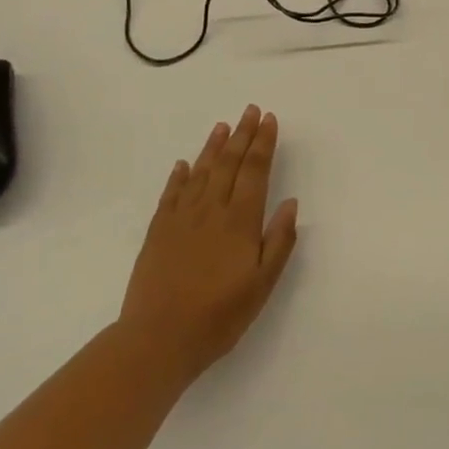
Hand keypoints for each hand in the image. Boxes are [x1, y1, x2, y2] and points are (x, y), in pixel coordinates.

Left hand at [117, 104, 299, 386]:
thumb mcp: (262, 284)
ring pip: (201, 172)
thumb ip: (279, 241)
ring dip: (214, 147)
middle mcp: (211, 210)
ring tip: (223, 126)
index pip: (255, 171)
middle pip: (229, 163)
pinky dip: (179, 176)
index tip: (269, 119)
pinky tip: (184, 164)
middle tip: (250, 110)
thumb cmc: (219, 315)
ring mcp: (181, 218)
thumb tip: (290, 202)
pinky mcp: (158, 231)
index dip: (263, 143)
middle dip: (242, 134)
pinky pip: (171, 194)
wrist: (158, 339)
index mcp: (240, 221)